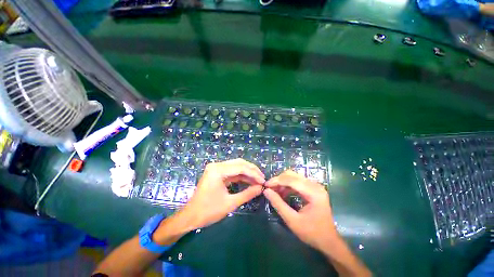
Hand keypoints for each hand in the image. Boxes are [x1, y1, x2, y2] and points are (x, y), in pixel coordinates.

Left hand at [181, 158, 264, 228]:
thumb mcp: (230, 203)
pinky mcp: (217, 173)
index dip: (254, 174)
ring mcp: (216, 168)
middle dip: (252, 170)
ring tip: (258, 180)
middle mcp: (217, 165)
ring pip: (236, 166)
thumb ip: (247, 194)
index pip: (241, 168)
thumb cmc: (208, 211)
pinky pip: (232, 172)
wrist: (190, 217)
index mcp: (218, 170)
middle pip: (239, 163)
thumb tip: (261, 188)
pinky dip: (241, 176)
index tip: (263, 181)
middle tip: (262, 178)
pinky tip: (249, 181)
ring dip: (248, 173)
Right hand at [263, 170, 336, 251]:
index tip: (265, 185)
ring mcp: (315, 186)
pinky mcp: (313, 188)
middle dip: (279, 180)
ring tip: (274, 191)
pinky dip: (287, 185)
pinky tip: (282, 192)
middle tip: (269, 188)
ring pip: (294, 176)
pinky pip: (297, 181)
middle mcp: (315, 185)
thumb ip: (278, 204)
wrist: (328, 241)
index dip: (277, 181)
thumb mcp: (292, 221)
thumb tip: (266, 191)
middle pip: (292, 175)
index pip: (291, 180)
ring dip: (282, 182)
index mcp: (313, 192)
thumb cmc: (312, 233)